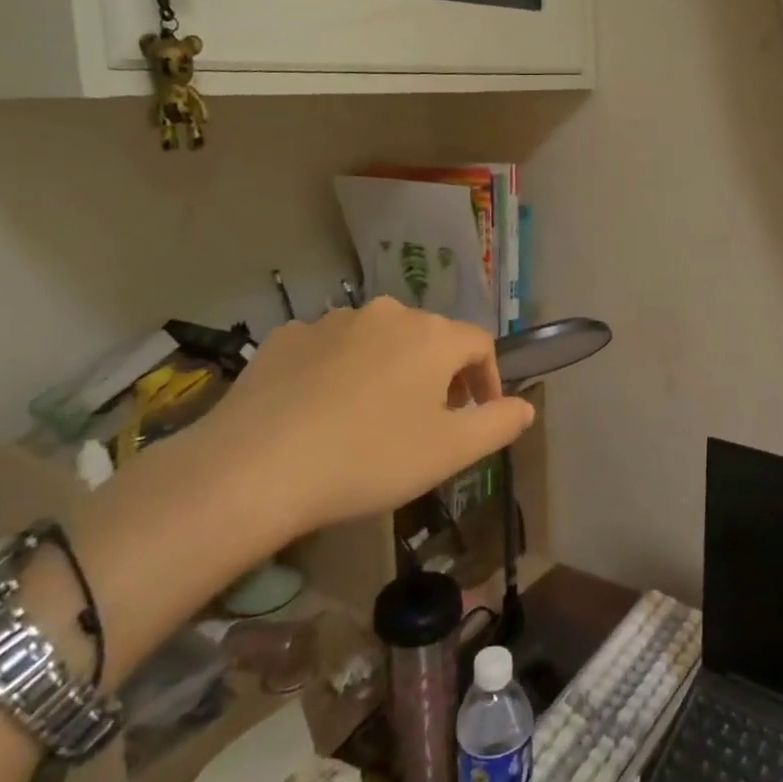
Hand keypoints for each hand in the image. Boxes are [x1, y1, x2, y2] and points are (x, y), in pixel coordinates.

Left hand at [186, 298, 535, 545]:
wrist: (256, 468)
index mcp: (432, 335)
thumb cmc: (370, 458)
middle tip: (429, 422)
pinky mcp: (286, 337)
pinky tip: (323, 410)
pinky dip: (340, 371)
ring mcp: (332, 321)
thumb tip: (526, 406)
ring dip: (390, 370)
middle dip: (439, 376)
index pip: (479, 344)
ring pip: (379, 341)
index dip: (487, 379)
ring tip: (373, 417)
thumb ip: (499, 424)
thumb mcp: (451, 451)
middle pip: (429, 338)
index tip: (479, 416)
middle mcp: (387, 314)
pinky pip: (331, 348)